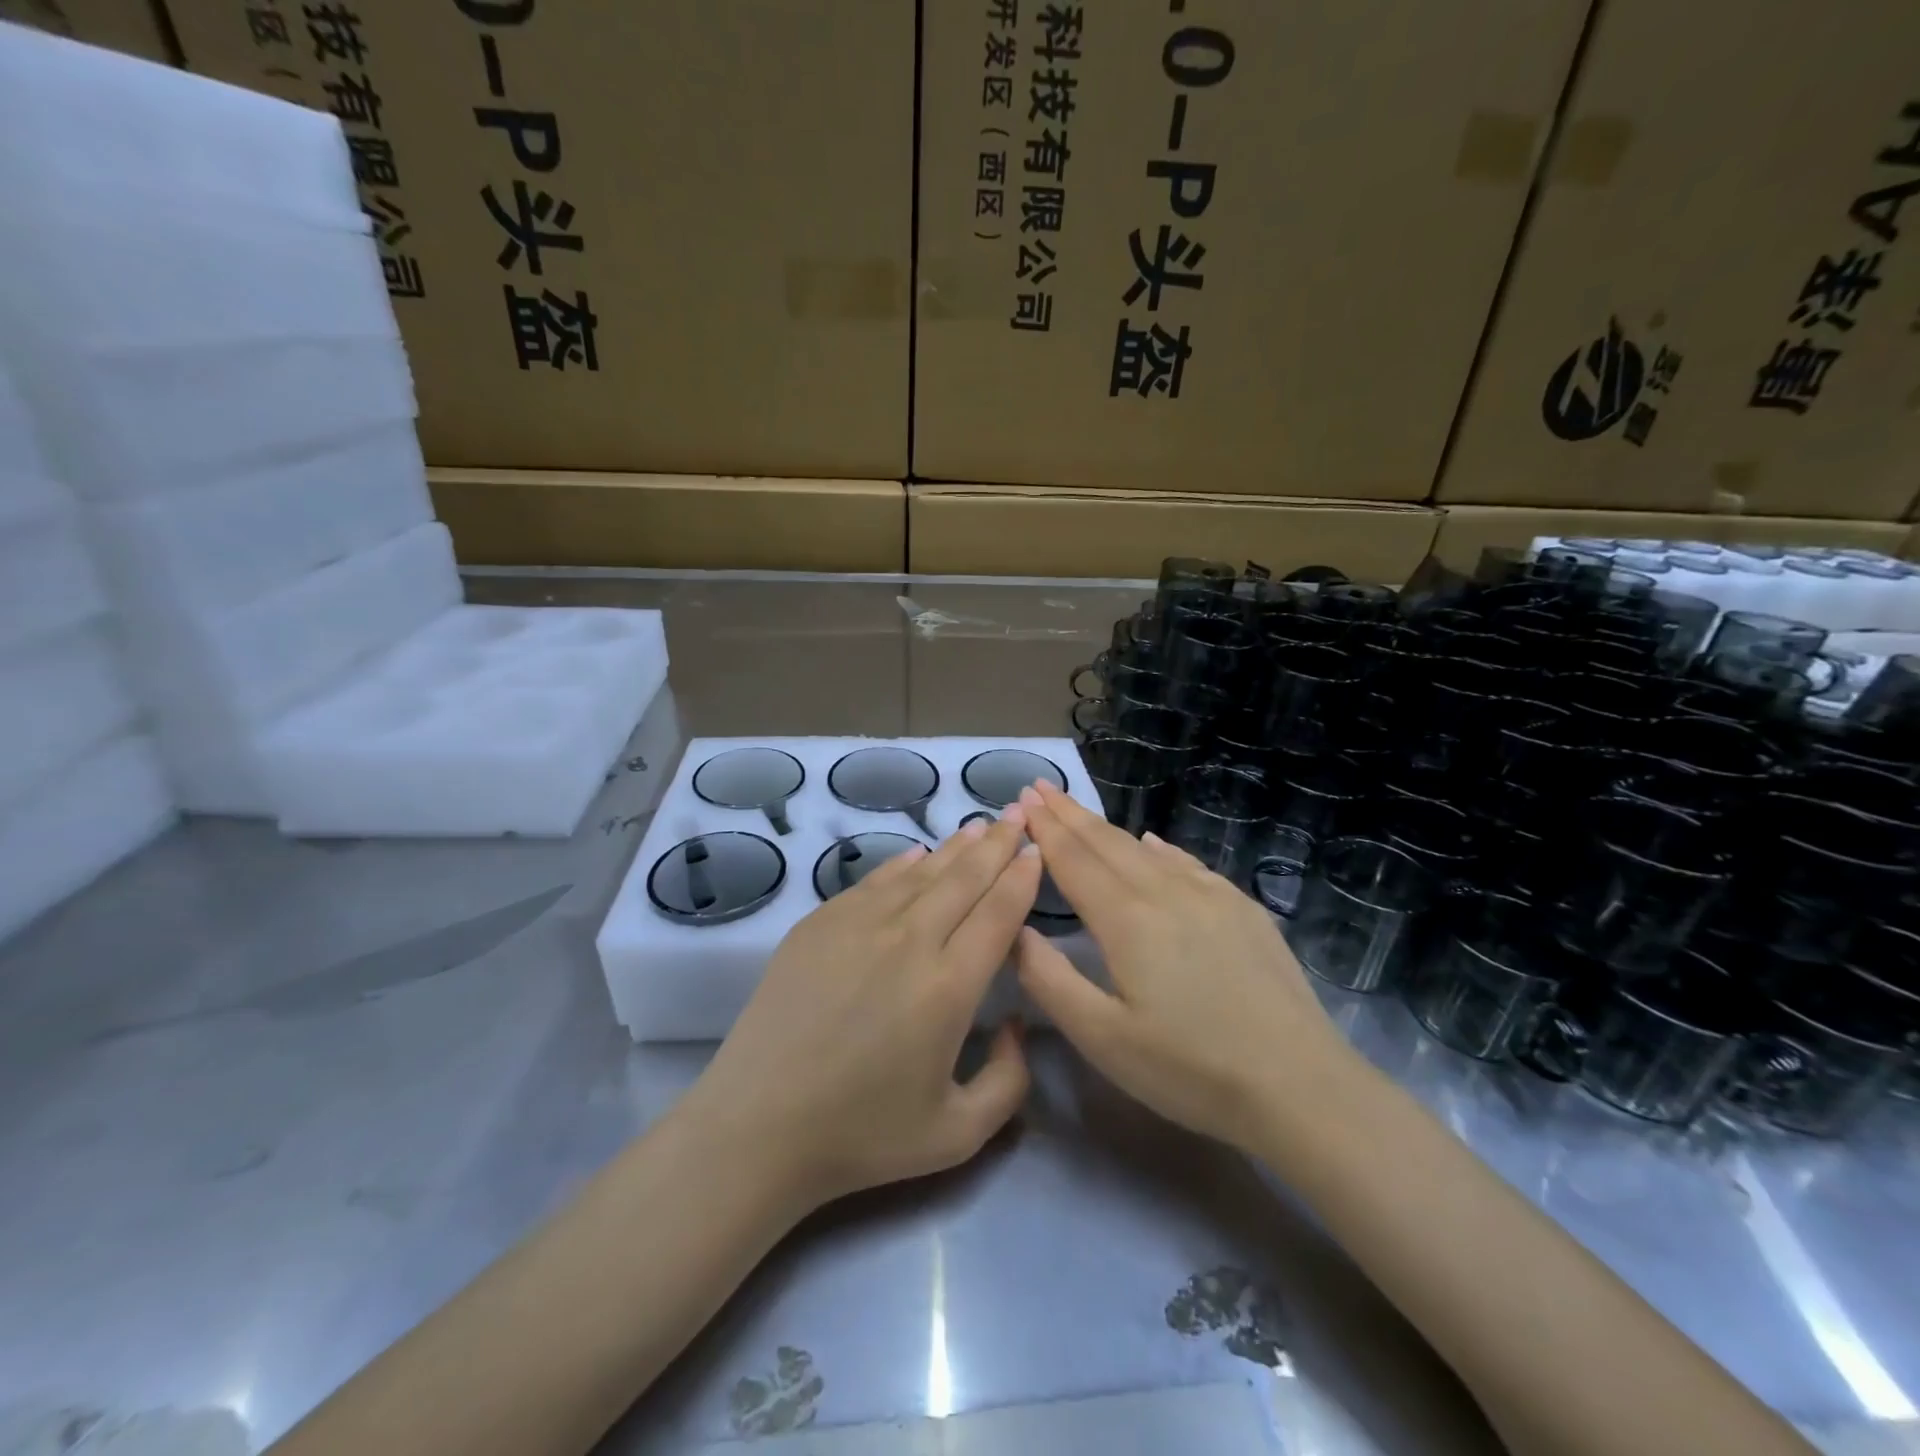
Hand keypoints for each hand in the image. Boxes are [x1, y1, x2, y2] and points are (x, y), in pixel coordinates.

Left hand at [684, 810, 1039, 1212]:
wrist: (758, 1125)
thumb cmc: (862, 1135)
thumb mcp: (958, 1133)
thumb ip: (1009, 1081)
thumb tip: (1017, 1024)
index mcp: (949, 986)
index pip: (999, 914)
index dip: (1021, 877)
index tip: (1036, 852)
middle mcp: (909, 941)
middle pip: (965, 878)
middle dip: (996, 844)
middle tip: (1017, 816)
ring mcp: (859, 924)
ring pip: (921, 872)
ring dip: (955, 847)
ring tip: (978, 827)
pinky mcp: (820, 923)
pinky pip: (874, 880)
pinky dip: (903, 864)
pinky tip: (918, 855)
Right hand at [1014, 780, 1352, 1149]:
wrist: (1301, 1085)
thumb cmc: (1190, 1070)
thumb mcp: (1103, 1039)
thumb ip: (1050, 979)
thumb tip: (1016, 929)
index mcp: (1126, 919)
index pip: (1073, 859)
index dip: (1044, 829)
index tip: (1022, 798)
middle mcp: (1166, 891)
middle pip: (1106, 842)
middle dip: (1069, 813)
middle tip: (1040, 787)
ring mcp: (1211, 896)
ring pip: (1145, 848)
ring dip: (1107, 827)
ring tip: (1080, 811)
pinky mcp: (1242, 909)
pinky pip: (1187, 863)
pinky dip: (1158, 847)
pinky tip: (1152, 842)